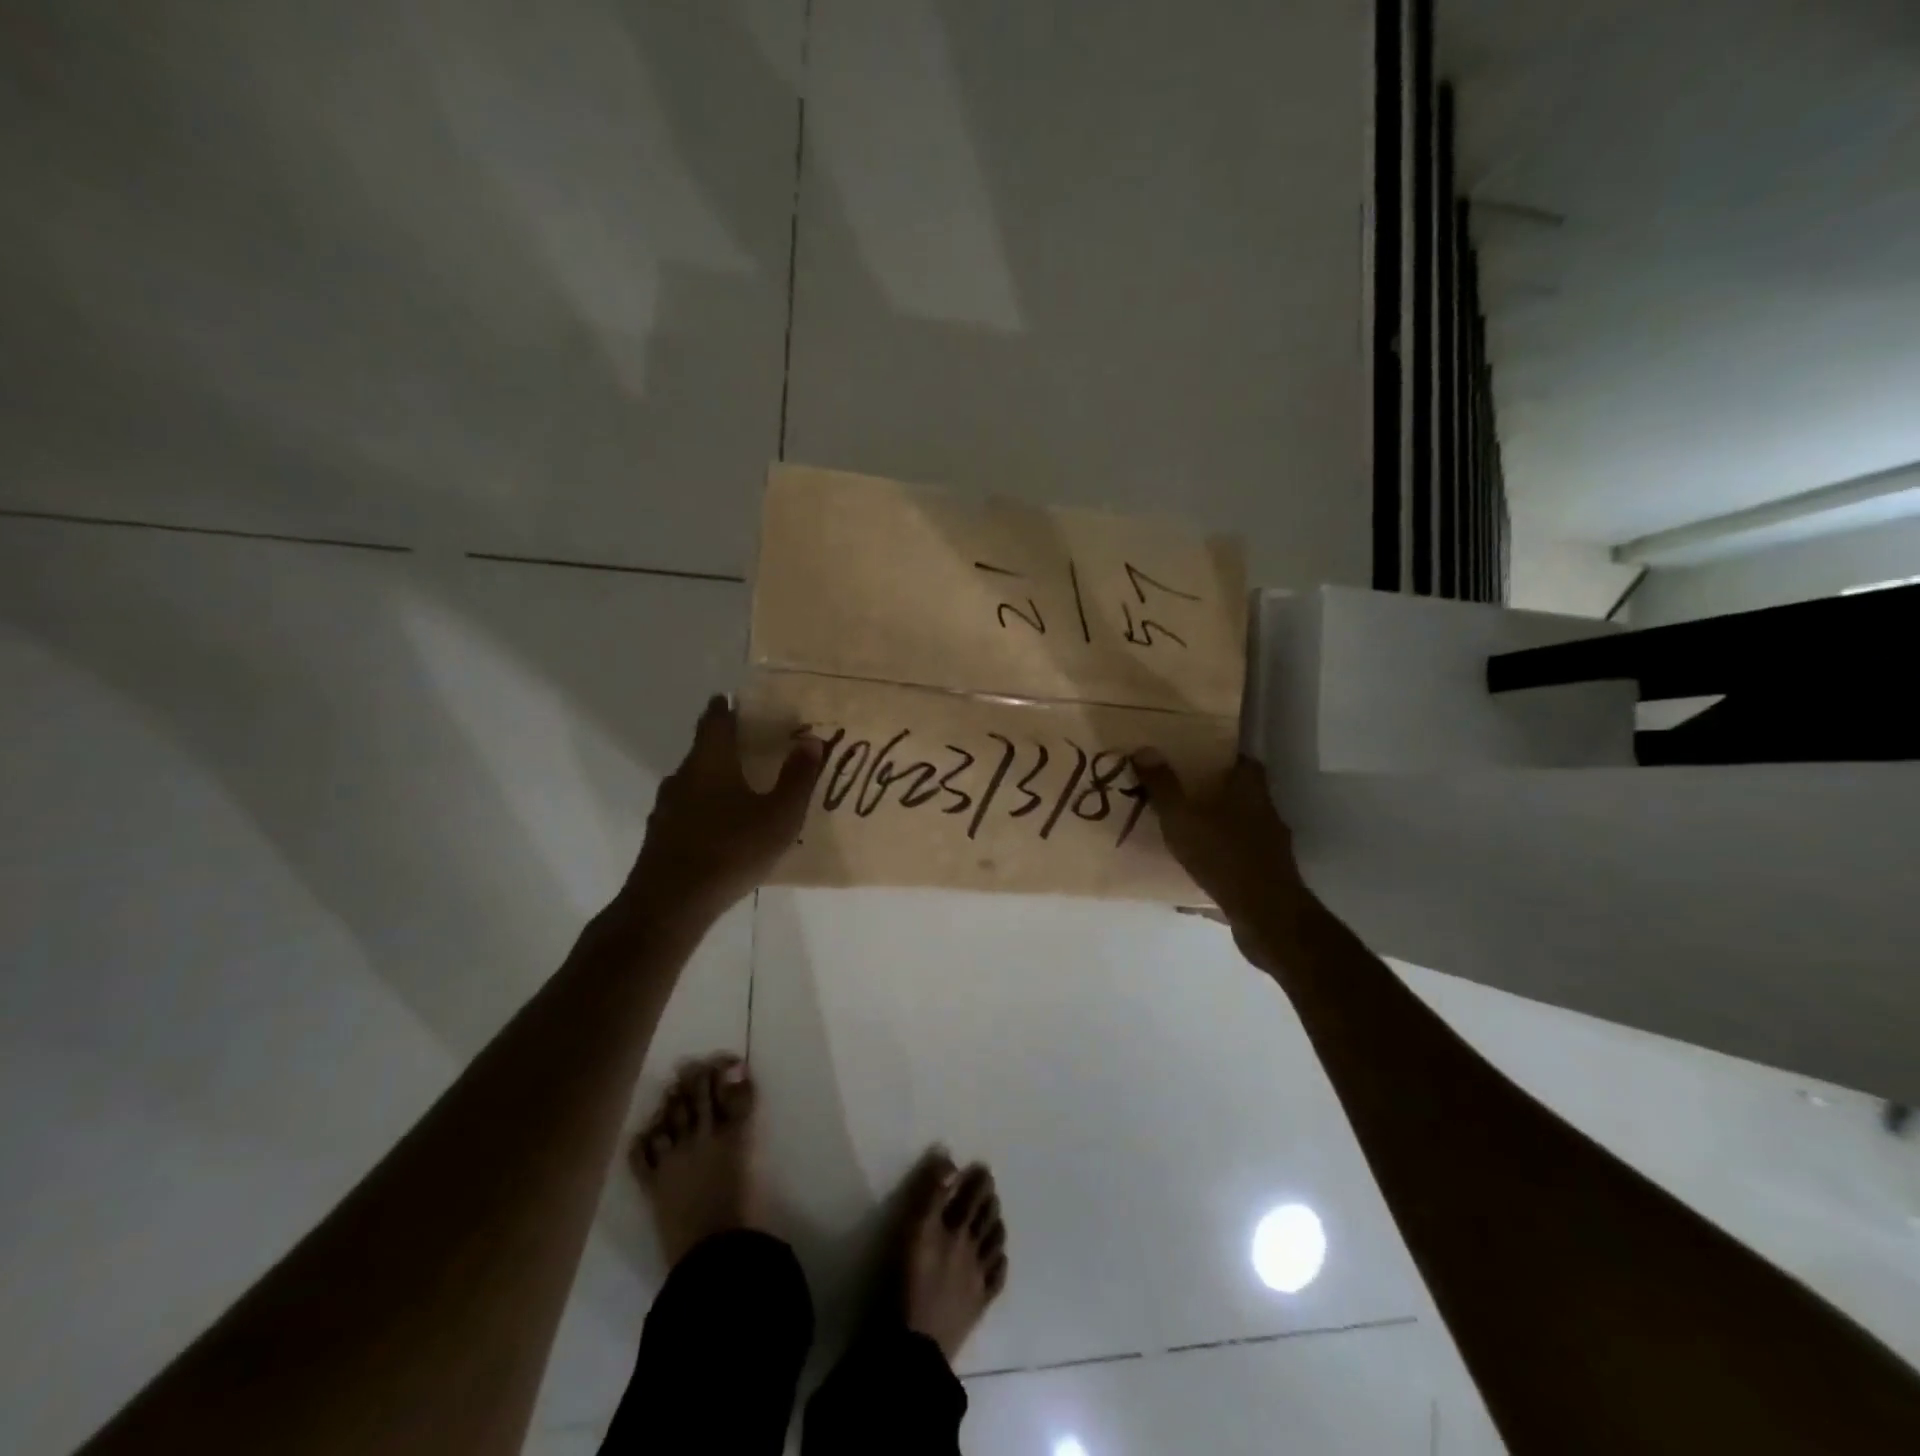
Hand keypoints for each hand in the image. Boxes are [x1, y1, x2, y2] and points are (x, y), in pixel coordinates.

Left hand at [622, 695, 824, 922]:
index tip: (733, 700)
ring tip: (740, 786)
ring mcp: (666, 808)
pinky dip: (705, 808)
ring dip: (714, 778)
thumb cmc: (731, 850)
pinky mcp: (660, 837)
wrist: (670, 904)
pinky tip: (721, 827)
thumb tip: (811, 740)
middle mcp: (683, 776)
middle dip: (724, 744)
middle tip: (750, 744)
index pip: (715, 721)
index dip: (725, 708)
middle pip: (702, 750)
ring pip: (693, 782)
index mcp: (710, 762)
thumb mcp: (779, 815)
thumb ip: (797, 777)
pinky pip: (687, 810)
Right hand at [1132, 750, 1308, 965]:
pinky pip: (1240, 859)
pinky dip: (1221, 860)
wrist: (1266, 916)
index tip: (1199, 759)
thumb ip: (1163, 786)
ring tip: (1186, 833)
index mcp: (1251, 792)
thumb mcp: (1182, 818)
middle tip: (1183, 794)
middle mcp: (1267, 814)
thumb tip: (1144, 748)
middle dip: (1216, 794)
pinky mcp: (1269, 877)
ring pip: (1242, 828)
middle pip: (1244, 795)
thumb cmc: (1223, 856)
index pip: (1245, 763)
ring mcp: (1271, 848)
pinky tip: (1198, 871)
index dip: (1224, 758)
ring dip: (1219, 828)